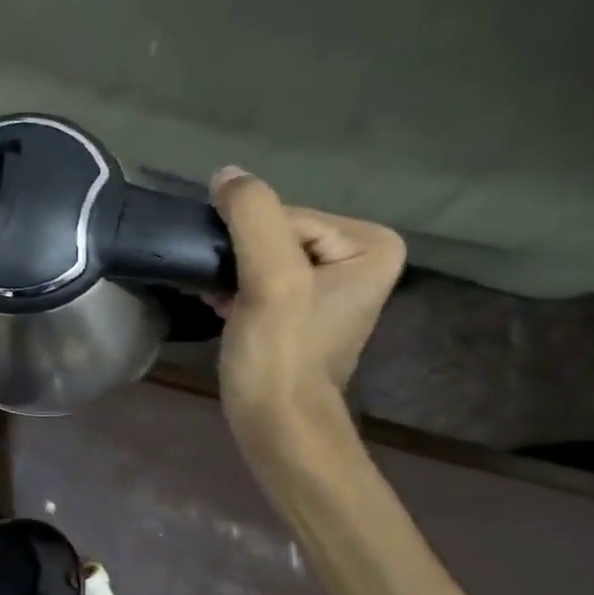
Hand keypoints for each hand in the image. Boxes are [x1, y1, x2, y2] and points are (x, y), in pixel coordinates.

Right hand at [209, 167, 405, 428]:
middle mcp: (360, 256)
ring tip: (222, 301)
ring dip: (230, 272)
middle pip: (272, 232)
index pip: (284, 215)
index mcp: (371, 244)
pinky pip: (259, 274)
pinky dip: (233, 286)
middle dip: (239, 257)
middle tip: (225, 292)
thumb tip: (225, 173)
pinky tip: (221, 307)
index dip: (247, 245)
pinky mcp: (301, 305)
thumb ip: (252, 216)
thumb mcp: (270, 279)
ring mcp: (330, 282)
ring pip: (259, 253)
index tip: (241, 284)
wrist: (277, 421)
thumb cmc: (280, 353)